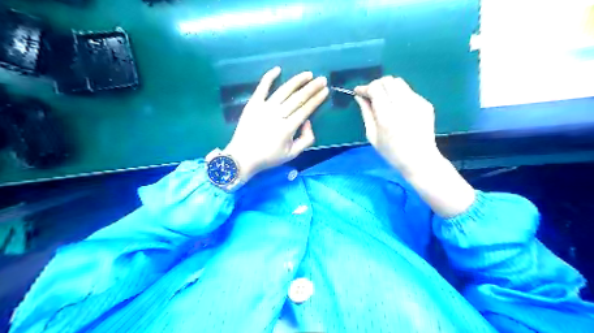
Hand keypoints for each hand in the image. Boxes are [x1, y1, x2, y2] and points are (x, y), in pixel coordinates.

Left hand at [223, 67, 328, 181]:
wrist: (242, 157)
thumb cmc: (269, 158)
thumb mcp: (292, 154)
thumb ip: (306, 139)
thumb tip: (308, 122)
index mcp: (288, 128)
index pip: (306, 109)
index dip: (317, 99)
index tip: (325, 90)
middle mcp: (277, 115)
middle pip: (298, 98)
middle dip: (312, 88)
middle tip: (322, 79)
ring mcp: (264, 108)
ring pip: (284, 91)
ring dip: (297, 81)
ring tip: (308, 74)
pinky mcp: (252, 104)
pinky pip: (262, 88)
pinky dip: (269, 77)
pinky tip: (278, 69)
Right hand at [351, 76, 439, 175]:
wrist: (419, 159)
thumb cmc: (391, 152)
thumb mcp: (372, 136)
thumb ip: (366, 113)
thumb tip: (359, 97)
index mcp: (387, 117)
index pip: (375, 89)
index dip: (365, 88)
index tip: (359, 92)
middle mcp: (403, 106)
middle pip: (388, 81)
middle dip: (376, 85)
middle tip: (371, 95)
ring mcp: (417, 103)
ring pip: (399, 83)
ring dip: (388, 88)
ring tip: (384, 100)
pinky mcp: (426, 104)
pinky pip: (409, 92)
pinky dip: (399, 95)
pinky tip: (398, 108)